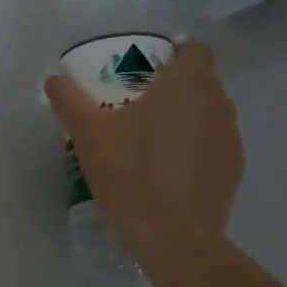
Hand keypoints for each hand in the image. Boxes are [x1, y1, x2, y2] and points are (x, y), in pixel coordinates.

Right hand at [44, 43, 243, 267]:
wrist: (171, 236)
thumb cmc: (130, 173)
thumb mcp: (88, 134)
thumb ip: (69, 99)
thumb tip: (53, 78)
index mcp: (188, 84)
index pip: (193, 49)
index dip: (172, 54)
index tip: (145, 69)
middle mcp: (218, 104)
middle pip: (201, 82)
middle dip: (174, 87)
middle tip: (138, 104)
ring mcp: (231, 139)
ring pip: (209, 115)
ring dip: (186, 119)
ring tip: (152, 139)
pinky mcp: (233, 171)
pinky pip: (213, 147)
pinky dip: (195, 149)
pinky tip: (168, 171)